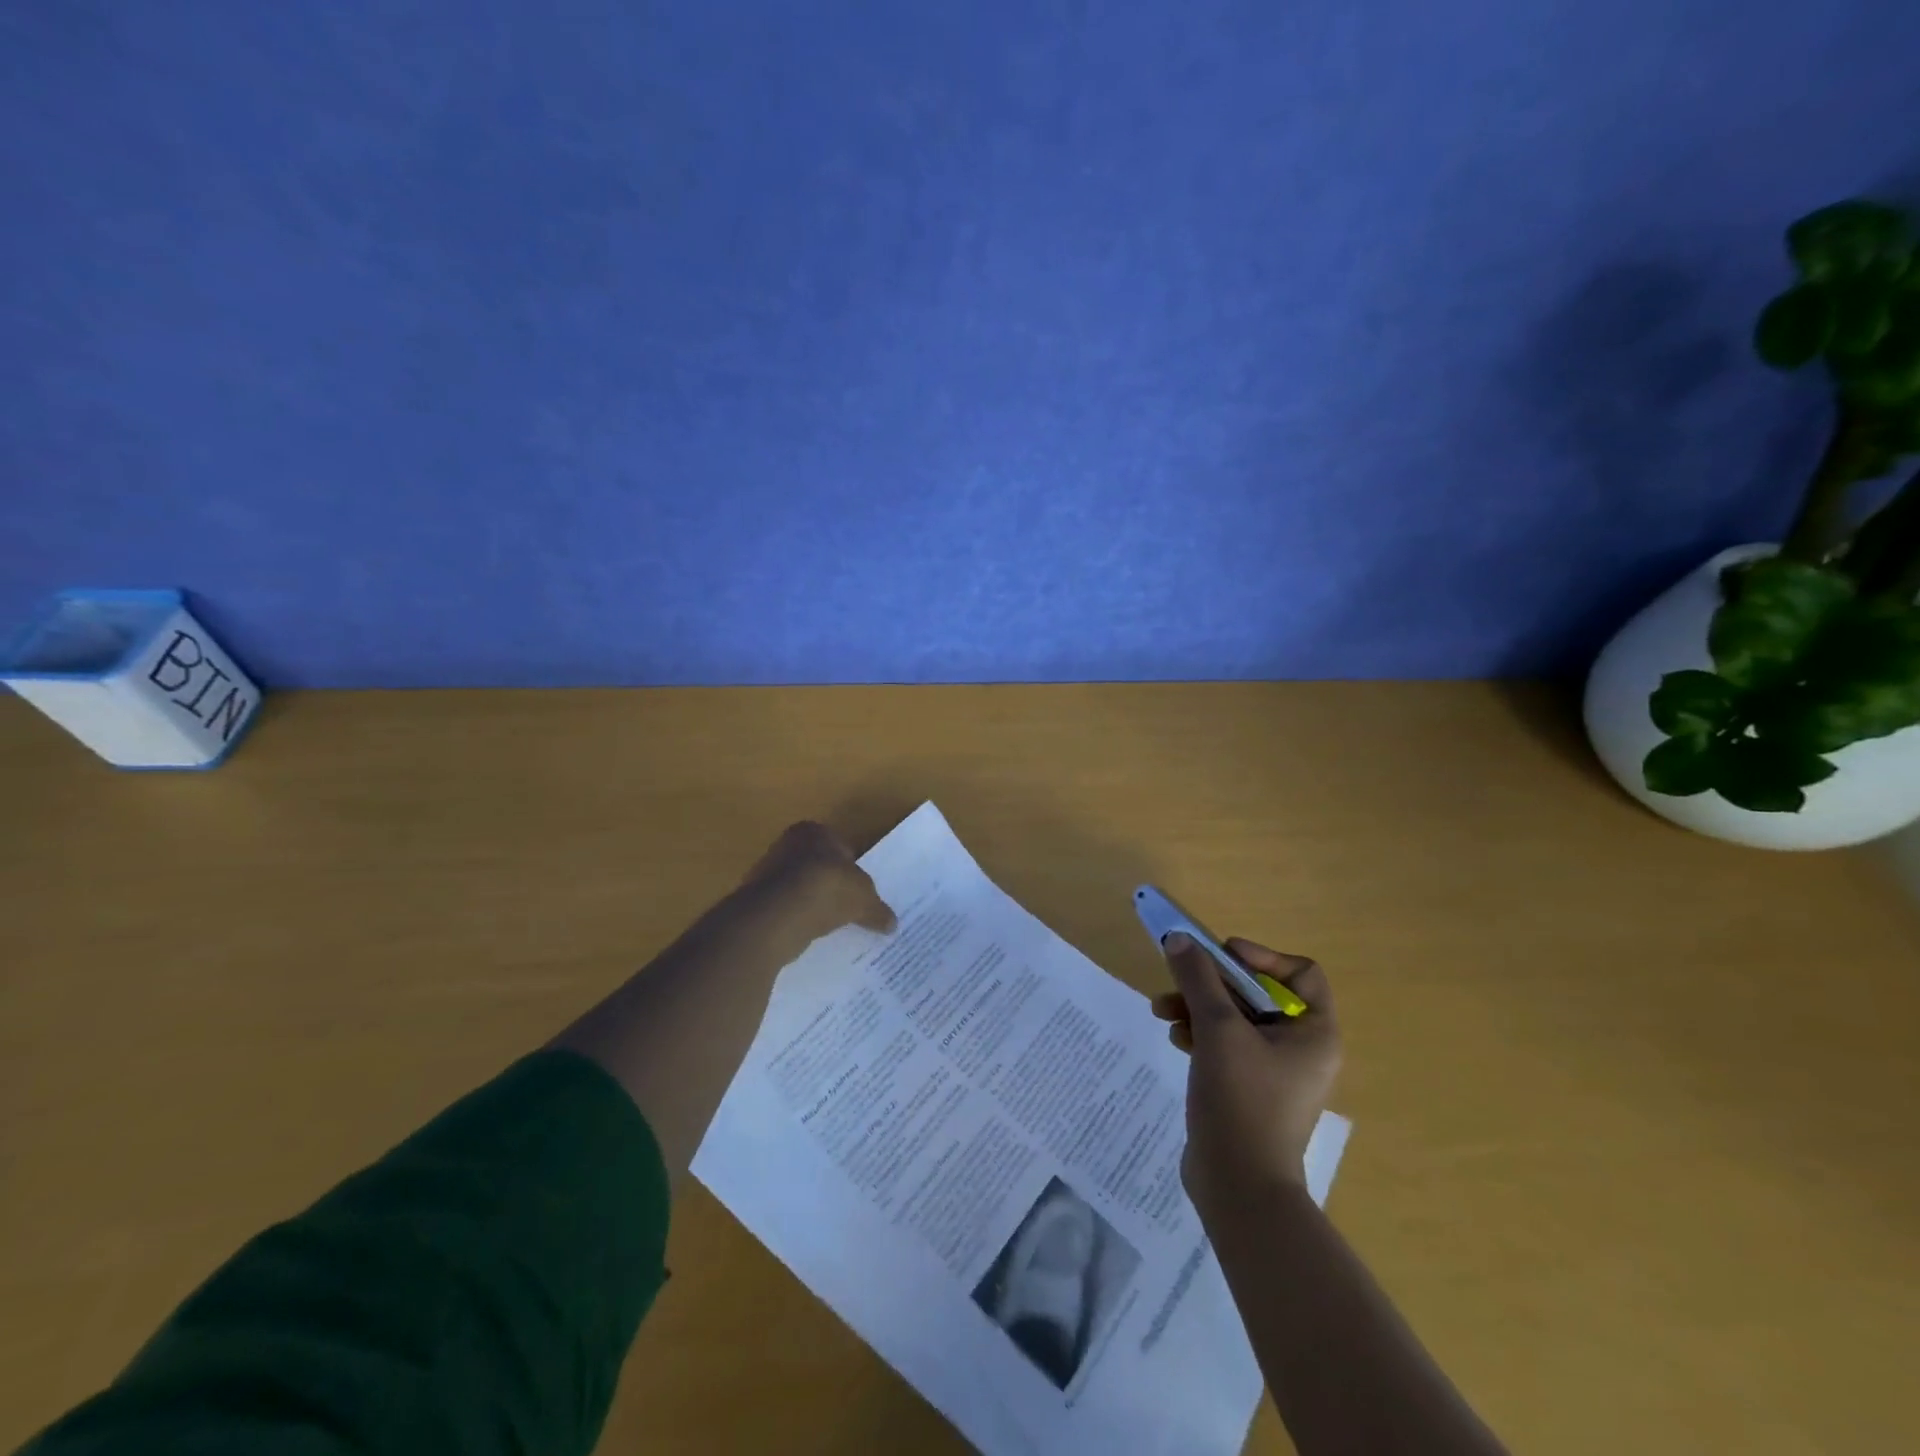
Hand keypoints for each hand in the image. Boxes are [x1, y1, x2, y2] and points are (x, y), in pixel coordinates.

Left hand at [736, 821, 895, 946]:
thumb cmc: (827, 889)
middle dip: (830, 885)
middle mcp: (787, 844)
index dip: (852, 869)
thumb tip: (892, 923)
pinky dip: (795, 919)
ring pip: (798, 888)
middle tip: (846, 908)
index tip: (859, 892)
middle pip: (817, 866)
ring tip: (828, 925)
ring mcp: (766, 872)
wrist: (778, 915)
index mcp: (814, 831)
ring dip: (811, 904)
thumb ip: (878, 909)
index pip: (840, 847)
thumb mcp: (864, 899)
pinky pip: (784, 909)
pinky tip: (807, 934)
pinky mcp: (755, 900)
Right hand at [1151, 935, 1341, 1215]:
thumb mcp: (1218, 1030)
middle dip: (1212, 983)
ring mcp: (1273, 1070)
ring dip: (1197, 1006)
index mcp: (1313, 1032)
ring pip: (1235, 1017)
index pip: (1299, 973)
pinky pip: (1225, 1044)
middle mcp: (1300, 1047)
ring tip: (1162, 1011)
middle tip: (1177, 978)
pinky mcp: (1247, 1087)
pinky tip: (1174, 1039)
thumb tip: (1179, 938)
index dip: (1261, 957)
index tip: (1221, 957)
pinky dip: (1199, 1034)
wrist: (1239, 1187)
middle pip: (1257, 992)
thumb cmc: (1242, 1100)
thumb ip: (1198, 978)